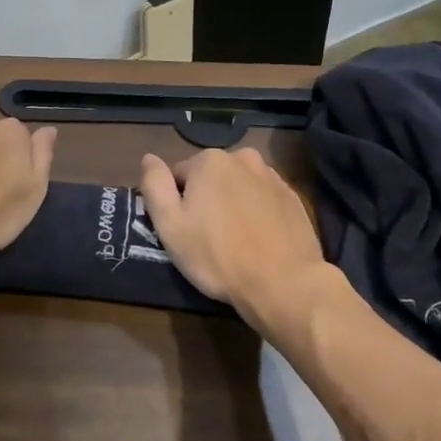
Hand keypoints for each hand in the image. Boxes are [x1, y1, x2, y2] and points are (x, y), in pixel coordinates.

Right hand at [137, 148, 333, 328]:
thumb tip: (148, 158)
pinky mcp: (292, 197)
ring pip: (238, 187)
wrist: (282, 282)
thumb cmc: (217, 255)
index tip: (184, 231)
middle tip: (207, 238)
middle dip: (206, 200)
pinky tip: (257, 239)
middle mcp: (243, 157)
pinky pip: (262, 199)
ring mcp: (272, 176)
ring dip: (232, 204)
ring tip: (234, 240)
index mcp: (209, 160)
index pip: (179, 176)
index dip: (177, 204)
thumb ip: (155, 185)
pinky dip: (256, 213)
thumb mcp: (170, 225)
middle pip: (210, 178)